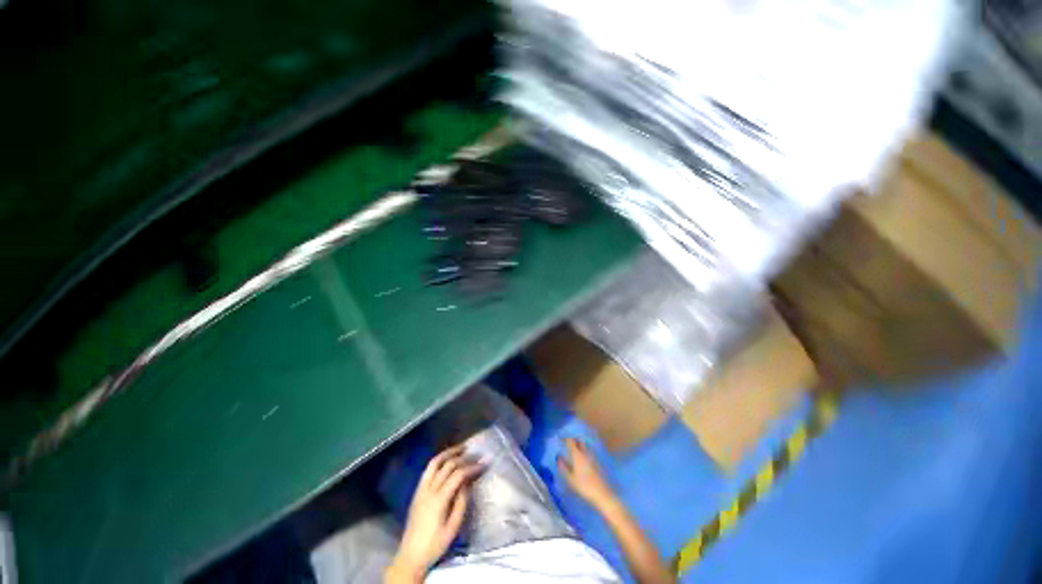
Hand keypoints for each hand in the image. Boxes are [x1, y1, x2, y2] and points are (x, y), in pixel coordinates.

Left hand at [388, 445, 483, 581]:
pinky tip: (447, 459)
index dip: (472, 467)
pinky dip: (439, 460)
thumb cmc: (435, 544)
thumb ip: (462, 502)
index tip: (484, 464)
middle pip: (448, 465)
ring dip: (449, 453)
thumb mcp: (453, 527)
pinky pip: (428, 469)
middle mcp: (429, 489)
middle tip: (477, 454)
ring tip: (462, 448)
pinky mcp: (417, 491)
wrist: (411, 555)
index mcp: (439, 499)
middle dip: (464, 457)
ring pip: (435, 462)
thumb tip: (468, 482)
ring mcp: (421, 488)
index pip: (458, 475)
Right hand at [558, 437, 615, 507]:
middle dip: (573, 440)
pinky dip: (584, 452)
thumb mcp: (570, 478)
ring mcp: (592, 456)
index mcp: (577, 454)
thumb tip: (558, 457)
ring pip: (585, 446)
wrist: (602, 493)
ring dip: (579, 445)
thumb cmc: (584, 486)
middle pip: (579, 441)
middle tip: (567, 445)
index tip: (560, 440)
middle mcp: (585, 452)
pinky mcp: (597, 461)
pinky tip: (582, 459)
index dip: (565, 439)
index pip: (570, 441)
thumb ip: (563, 466)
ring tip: (574, 451)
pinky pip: (589, 452)